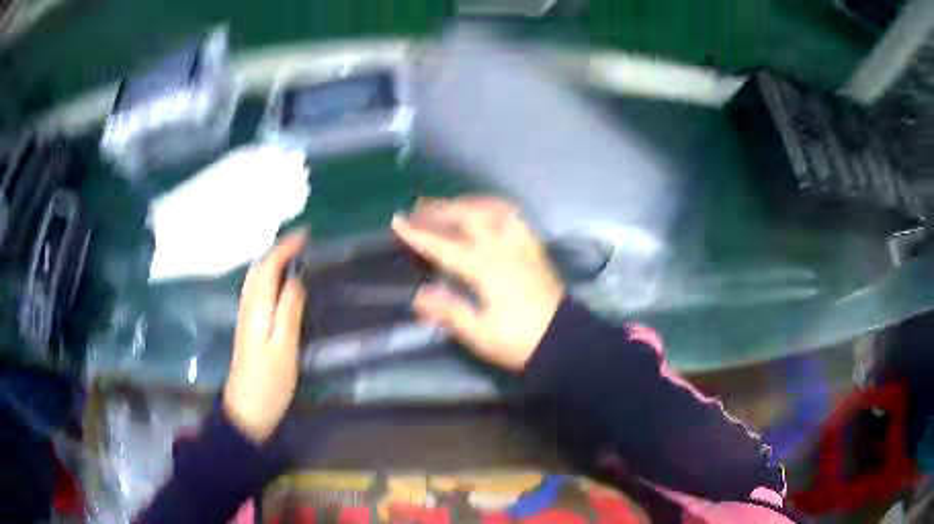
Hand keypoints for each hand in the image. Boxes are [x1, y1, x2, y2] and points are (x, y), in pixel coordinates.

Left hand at [223, 232, 305, 442]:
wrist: (246, 411)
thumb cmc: (269, 383)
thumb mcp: (284, 349)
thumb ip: (289, 312)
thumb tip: (296, 278)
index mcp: (256, 310)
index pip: (267, 268)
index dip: (284, 248)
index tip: (305, 235)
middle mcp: (247, 308)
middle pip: (257, 270)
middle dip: (277, 250)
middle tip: (300, 242)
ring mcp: (245, 319)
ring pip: (255, 280)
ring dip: (271, 261)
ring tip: (292, 255)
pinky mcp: (248, 330)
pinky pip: (256, 291)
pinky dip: (268, 277)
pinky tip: (278, 283)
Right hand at [392, 196, 564, 371]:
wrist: (565, 341)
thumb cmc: (521, 341)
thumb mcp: (481, 335)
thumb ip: (450, 312)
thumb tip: (419, 296)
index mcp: (486, 269)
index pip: (444, 246)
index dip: (418, 234)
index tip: (397, 221)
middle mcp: (503, 248)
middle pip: (468, 217)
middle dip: (440, 209)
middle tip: (418, 206)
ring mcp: (522, 244)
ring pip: (493, 209)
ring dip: (468, 202)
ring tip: (450, 203)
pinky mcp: (535, 248)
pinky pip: (514, 217)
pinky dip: (494, 207)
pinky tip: (487, 211)